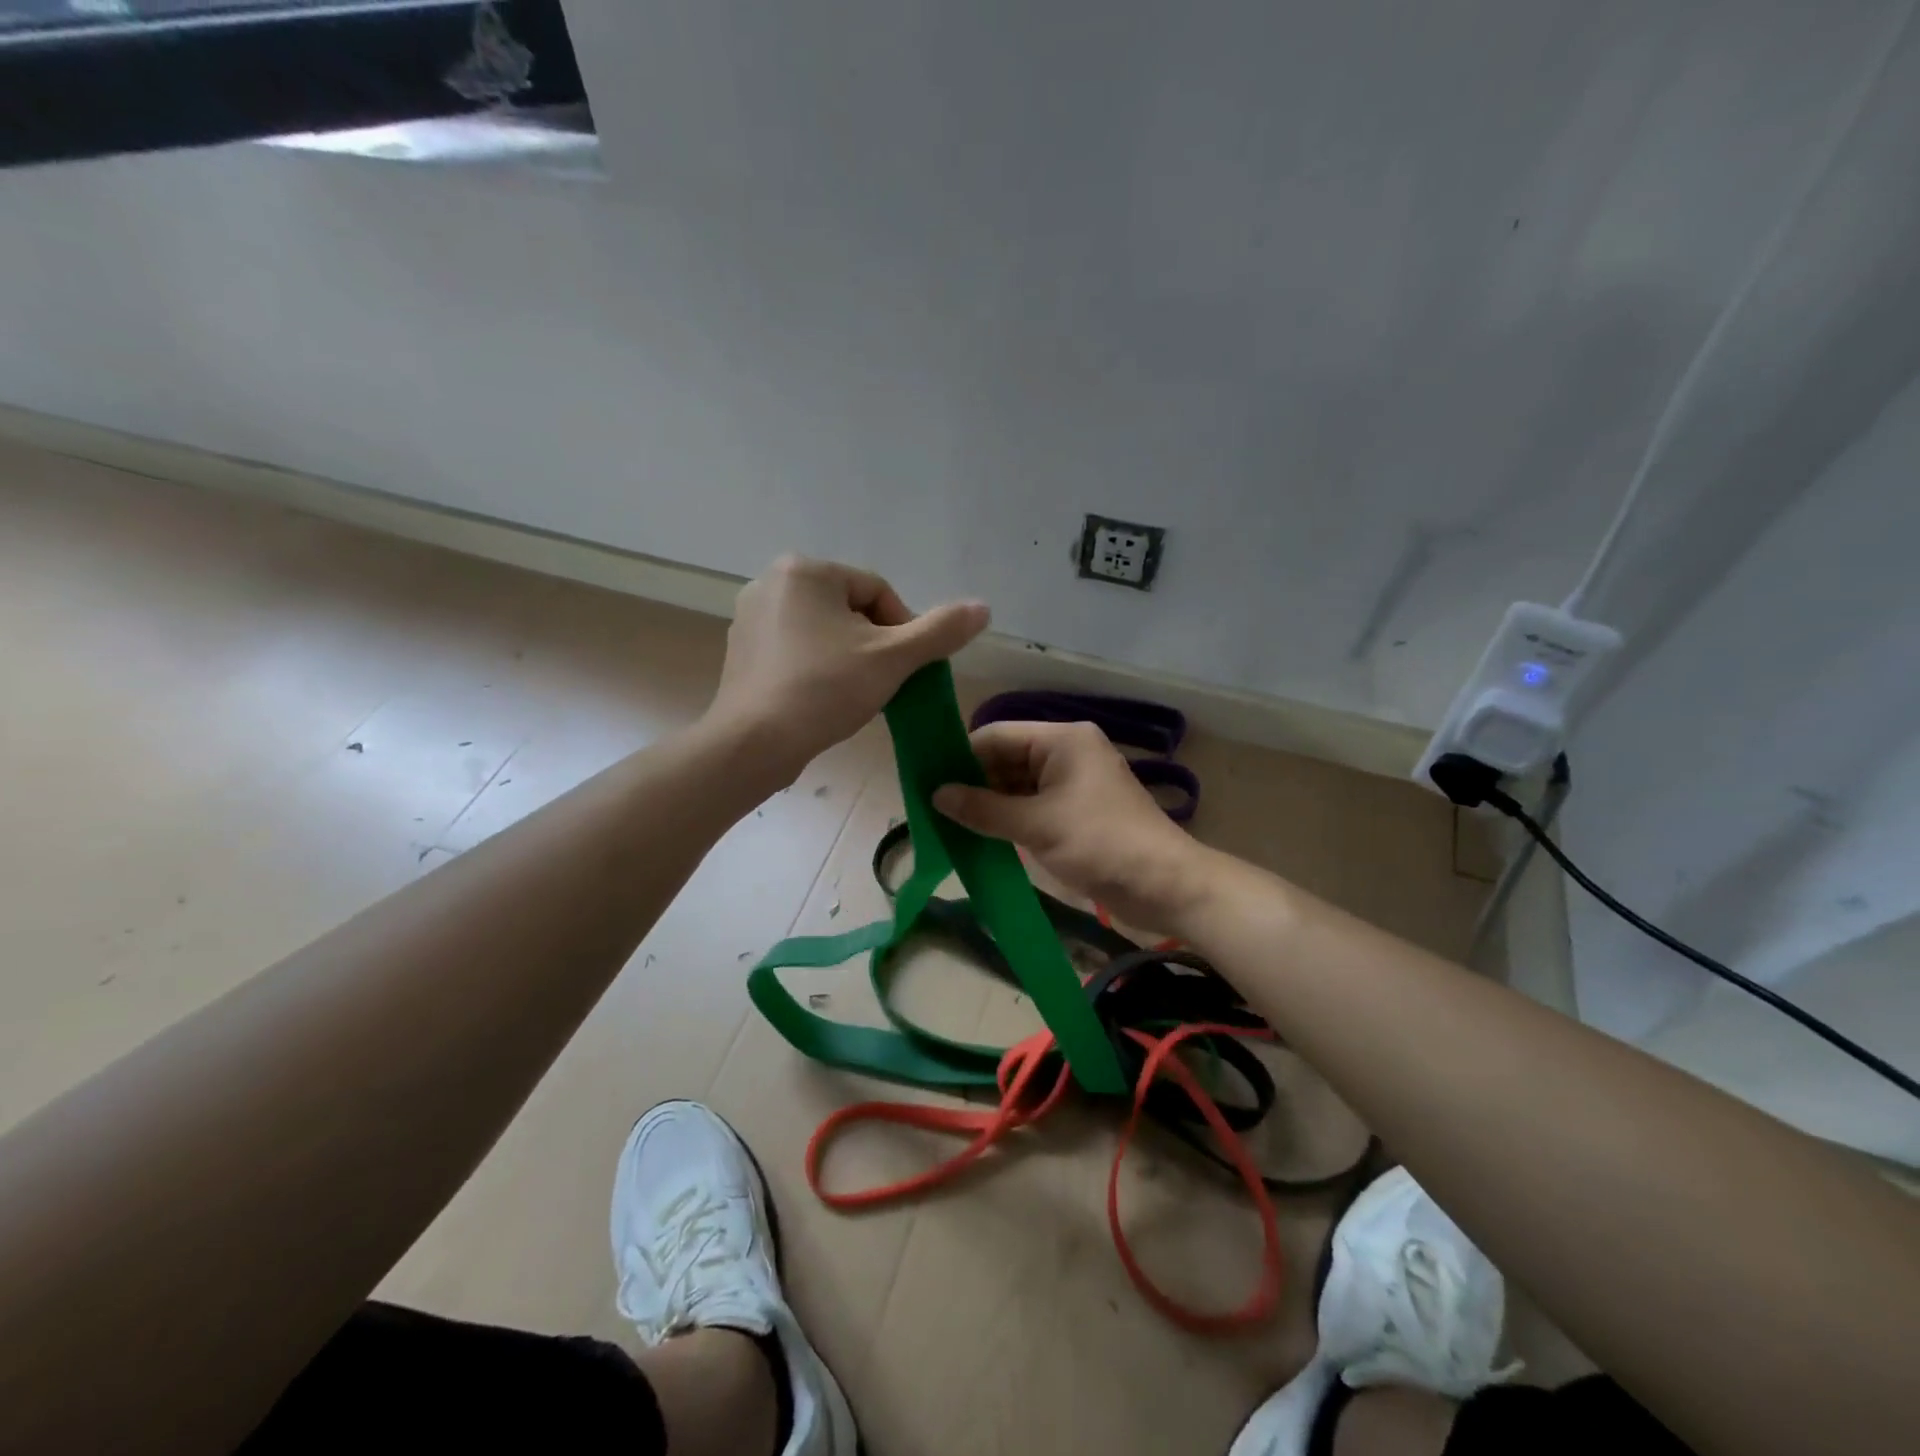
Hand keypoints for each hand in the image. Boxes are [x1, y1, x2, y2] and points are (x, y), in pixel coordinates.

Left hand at [707, 555, 988, 782]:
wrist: (754, 743)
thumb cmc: (825, 690)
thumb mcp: (893, 658)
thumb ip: (940, 631)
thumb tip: (983, 608)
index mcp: (805, 570)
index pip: (878, 592)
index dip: (902, 631)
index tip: (904, 669)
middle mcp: (771, 582)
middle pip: (850, 610)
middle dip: (874, 645)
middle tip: (881, 684)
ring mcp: (751, 617)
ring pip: (824, 631)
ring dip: (848, 658)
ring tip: (852, 696)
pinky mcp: (741, 650)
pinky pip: (795, 650)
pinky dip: (816, 669)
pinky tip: (821, 700)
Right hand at [933, 720, 1209, 932]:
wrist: (1165, 885)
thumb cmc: (1101, 843)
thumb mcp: (1036, 825)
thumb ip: (983, 809)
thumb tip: (936, 795)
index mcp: (1062, 740)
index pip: (998, 735)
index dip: (962, 755)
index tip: (928, 779)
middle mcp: (1067, 754)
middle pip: (1007, 759)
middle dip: (973, 782)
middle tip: (933, 806)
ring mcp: (1073, 784)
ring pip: (1018, 786)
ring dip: (989, 804)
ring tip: (948, 823)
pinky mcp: (1077, 813)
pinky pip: (1033, 806)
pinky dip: (1009, 819)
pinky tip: (980, 835)